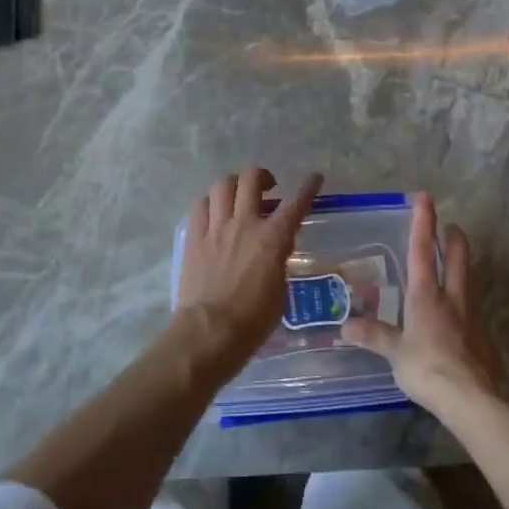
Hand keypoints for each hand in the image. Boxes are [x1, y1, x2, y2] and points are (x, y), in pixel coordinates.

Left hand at [174, 168, 323, 360]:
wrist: (210, 332)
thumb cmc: (253, 320)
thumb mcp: (280, 290)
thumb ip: (279, 261)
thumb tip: (276, 250)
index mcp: (272, 239)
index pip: (296, 203)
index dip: (308, 187)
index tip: (315, 178)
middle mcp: (244, 224)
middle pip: (251, 179)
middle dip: (262, 176)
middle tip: (268, 187)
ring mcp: (215, 228)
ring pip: (223, 185)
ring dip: (234, 186)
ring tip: (238, 197)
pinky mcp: (194, 237)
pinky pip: (200, 205)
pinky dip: (210, 203)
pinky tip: (214, 213)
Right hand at [341, 192, 508, 414]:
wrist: (478, 401)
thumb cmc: (430, 369)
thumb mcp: (396, 354)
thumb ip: (374, 337)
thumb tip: (344, 328)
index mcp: (427, 295)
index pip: (423, 250)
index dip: (423, 222)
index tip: (425, 197)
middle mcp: (453, 298)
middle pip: (458, 258)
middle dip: (453, 239)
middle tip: (450, 226)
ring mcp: (473, 317)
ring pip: (468, 281)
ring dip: (462, 266)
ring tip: (453, 265)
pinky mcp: (485, 339)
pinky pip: (472, 310)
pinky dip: (464, 301)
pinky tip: (458, 315)